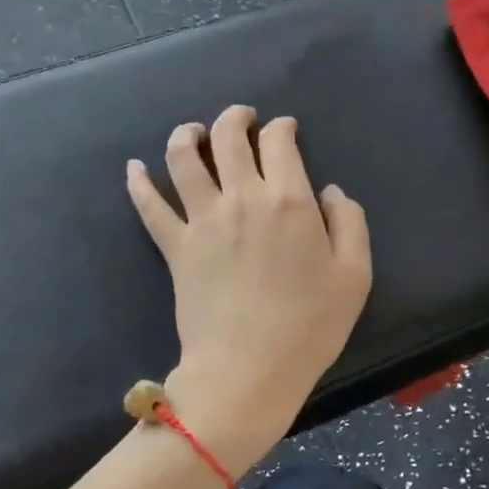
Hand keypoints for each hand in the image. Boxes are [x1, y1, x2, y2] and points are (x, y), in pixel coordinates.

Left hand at [127, 105, 371, 472]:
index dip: (282, 128)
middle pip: (227, 137)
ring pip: (183, 158)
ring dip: (187, 135)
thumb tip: (330, 191)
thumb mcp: (355, 275)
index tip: (284, 129)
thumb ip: (350, 223)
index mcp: (289, 200)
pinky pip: (149, 206)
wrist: (248, 369)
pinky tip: (133, 167)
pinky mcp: (175, 247)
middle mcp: (241, 198)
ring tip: (192, 132)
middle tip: (242, 118)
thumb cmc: (309, 327)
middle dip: (235, 118)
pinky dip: (138, 182)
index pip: (278, 142)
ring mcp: (202, 220)